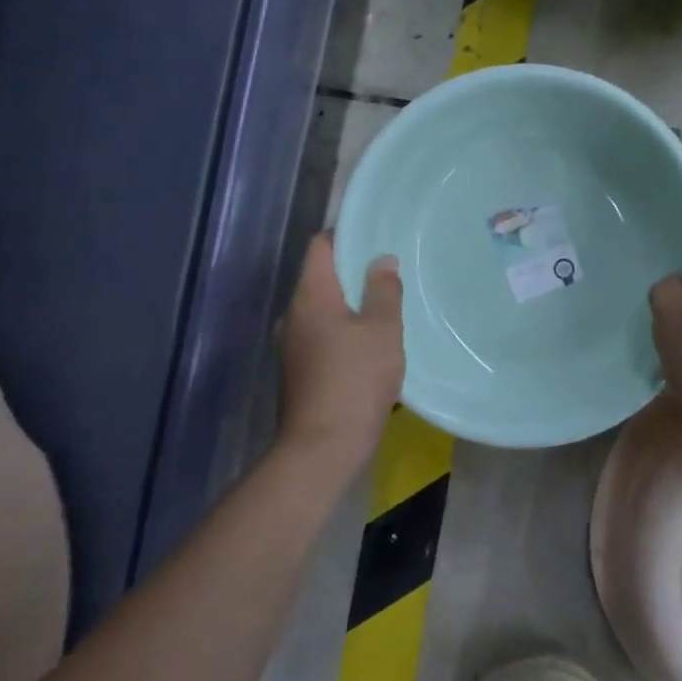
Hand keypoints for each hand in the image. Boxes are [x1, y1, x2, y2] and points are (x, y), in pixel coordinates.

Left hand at [277, 234, 403, 457]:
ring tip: (385, 304)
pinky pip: (322, 333)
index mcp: (310, 296)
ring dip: (350, 303)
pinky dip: (344, 328)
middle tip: (389, 270)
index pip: (319, 247)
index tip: (375, 235)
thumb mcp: (382, 329)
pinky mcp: (298, 369)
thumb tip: (381, 259)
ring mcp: (292, 344)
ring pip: (323, 308)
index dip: (345, 234)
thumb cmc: (355, 378)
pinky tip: (370, 341)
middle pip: (320, 277)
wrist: (323, 446)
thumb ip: (383, 290)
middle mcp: (293, 314)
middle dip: (352, 270)